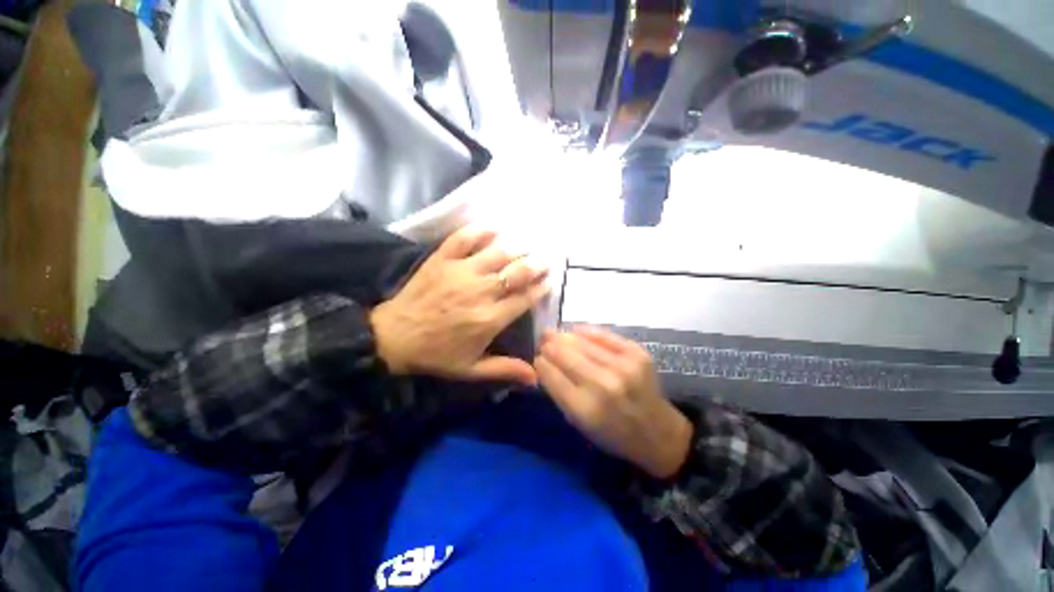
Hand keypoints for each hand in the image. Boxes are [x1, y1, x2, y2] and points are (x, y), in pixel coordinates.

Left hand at [370, 226, 550, 385]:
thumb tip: (536, 379)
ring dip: (516, 249)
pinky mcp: (442, 260)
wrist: (394, 337)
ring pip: (497, 254)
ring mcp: (460, 272)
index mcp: (489, 319)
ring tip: (527, 246)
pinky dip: (479, 231)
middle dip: (535, 265)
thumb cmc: (436, 354)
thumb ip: (505, 370)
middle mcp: (480, 292)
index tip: (549, 281)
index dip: (540, 288)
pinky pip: (463, 239)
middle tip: (545, 260)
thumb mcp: (471, 369)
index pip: (524, 298)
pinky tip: (494, 228)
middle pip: (516, 272)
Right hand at [535, 327, 692, 479]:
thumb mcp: (579, 424)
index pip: (551, 374)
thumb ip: (559, 392)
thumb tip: (543, 362)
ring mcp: (622, 366)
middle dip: (549, 345)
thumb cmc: (613, 434)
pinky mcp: (637, 353)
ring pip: (581, 341)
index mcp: (584, 408)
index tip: (537, 358)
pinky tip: (577, 331)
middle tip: (543, 340)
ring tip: (556, 334)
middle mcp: (602, 384)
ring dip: (564, 337)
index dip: (540, 362)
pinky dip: (587, 332)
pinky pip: (603, 335)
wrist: (658, 433)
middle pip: (564, 354)